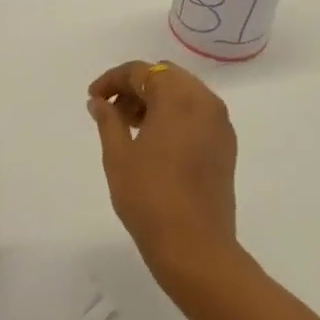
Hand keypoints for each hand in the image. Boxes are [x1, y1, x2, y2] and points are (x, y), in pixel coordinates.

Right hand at [87, 60, 238, 287]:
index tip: (93, 97)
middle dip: (136, 87)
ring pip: (183, 94)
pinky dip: (175, 116)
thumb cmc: (149, 196)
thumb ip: (108, 119)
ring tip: (129, 127)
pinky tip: (154, 141)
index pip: (141, 71)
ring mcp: (220, 124)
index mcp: (178, 96)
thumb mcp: (118, 155)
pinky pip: (197, 115)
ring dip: (155, 100)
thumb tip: (100, 101)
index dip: (113, 80)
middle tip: (110, 110)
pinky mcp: (225, 146)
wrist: (195, 248)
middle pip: (165, 77)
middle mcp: (205, 101)